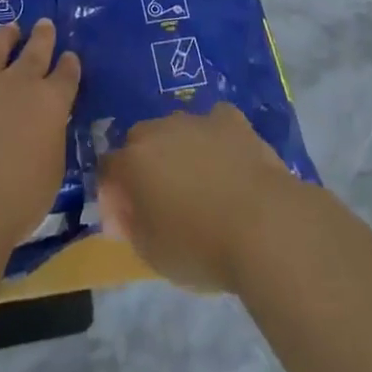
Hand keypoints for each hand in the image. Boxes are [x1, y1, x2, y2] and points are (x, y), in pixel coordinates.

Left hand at [0, 20, 80, 246]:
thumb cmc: (18, 199)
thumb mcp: (50, 173)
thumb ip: (48, 144)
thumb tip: (44, 132)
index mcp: (50, 103)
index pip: (66, 77)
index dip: (69, 65)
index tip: (70, 55)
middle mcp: (16, 85)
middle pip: (34, 53)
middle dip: (42, 37)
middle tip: (44, 24)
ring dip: (1, 40)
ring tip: (8, 29)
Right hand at [97, 104, 299, 294]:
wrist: (264, 225)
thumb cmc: (201, 247)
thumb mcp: (152, 253)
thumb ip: (130, 225)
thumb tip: (121, 210)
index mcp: (134, 161)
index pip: (108, 168)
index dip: (113, 192)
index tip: (127, 219)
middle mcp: (160, 130)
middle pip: (140, 140)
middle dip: (144, 164)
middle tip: (163, 199)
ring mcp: (197, 119)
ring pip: (176, 129)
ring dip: (179, 149)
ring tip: (200, 183)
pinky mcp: (230, 118)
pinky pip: (213, 122)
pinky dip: (214, 138)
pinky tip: (228, 161)